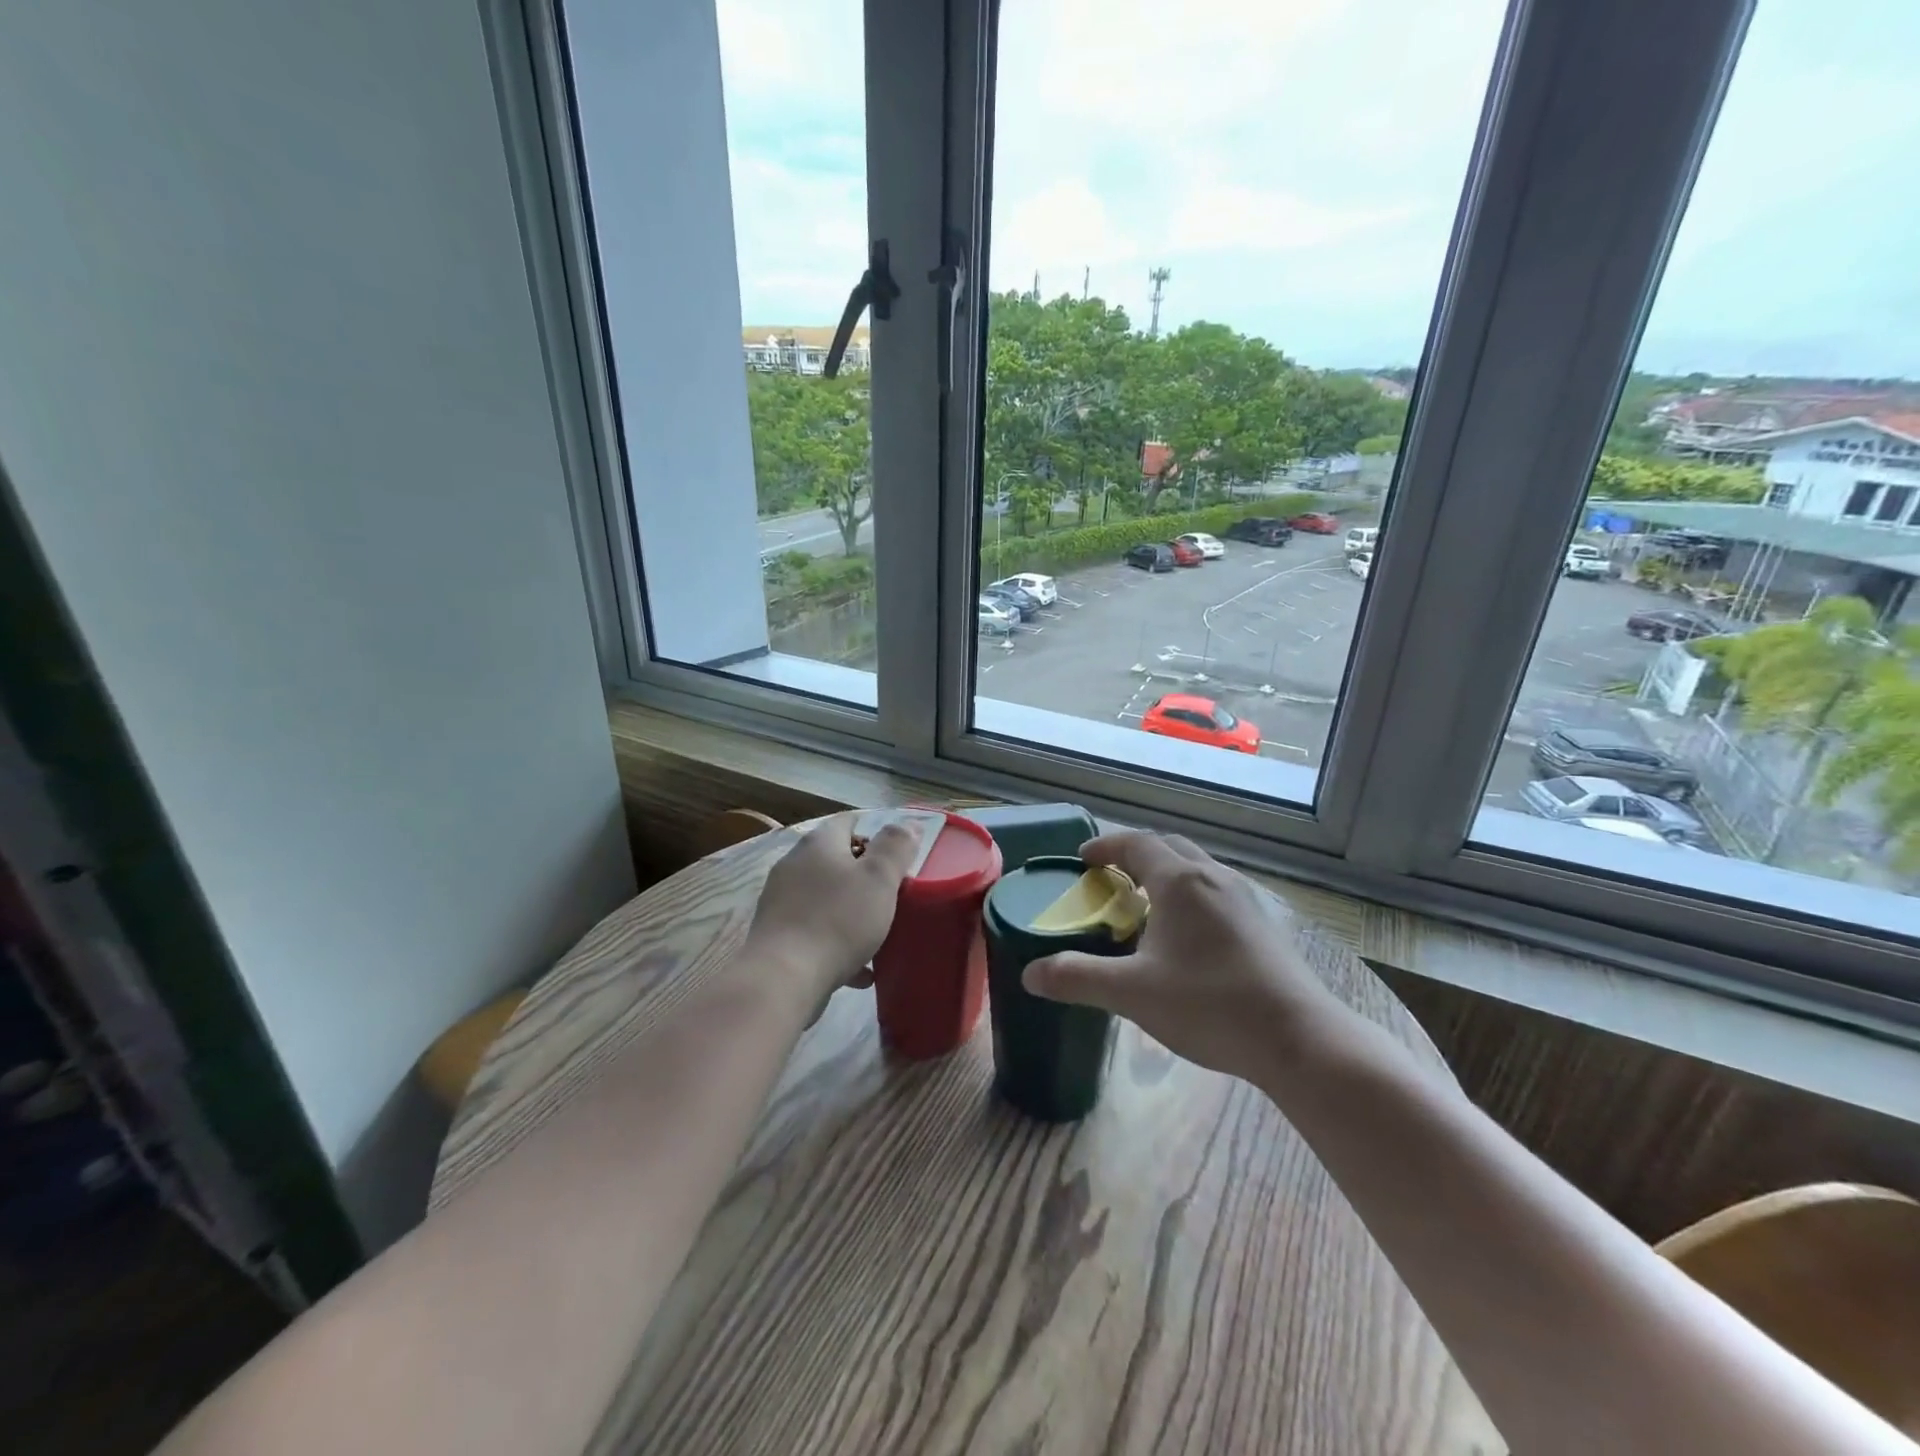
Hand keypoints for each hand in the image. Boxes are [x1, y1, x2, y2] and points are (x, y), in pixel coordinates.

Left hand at [745, 812, 917, 1010]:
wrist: (783, 979)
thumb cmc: (838, 920)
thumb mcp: (879, 879)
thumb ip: (895, 848)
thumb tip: (908, 825)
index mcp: (818, 844)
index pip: (847, 822)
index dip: (874, 833)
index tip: (897, 857)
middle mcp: (794, 865)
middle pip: (835, 860)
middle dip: (864, 876)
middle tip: (892, 895)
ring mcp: (781, 901)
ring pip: (826, 898)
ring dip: (852, 911)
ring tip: (879, 934)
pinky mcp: (777, 936)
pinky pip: (815, 931)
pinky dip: (838, 943)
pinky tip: (860, 970)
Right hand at [1023, 832, 1348, 1084]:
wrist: (1299, 1039)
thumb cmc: (1210, 1005)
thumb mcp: (1132, 993)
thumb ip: (1077, 978)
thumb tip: (1030, 974)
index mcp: (1181, 881)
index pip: (1136, 843)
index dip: (1105, 846)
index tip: (1082, 859)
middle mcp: (1214, 877)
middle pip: (1169, 848)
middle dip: (1135, 854)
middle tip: (1110, 878)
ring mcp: (1245, 899)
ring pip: (1197, 868)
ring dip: (1166, 873)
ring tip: (1145, 904)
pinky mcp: (1264, 924)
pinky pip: (1217, 891)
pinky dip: (1191, 895)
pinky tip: (1187, 936)